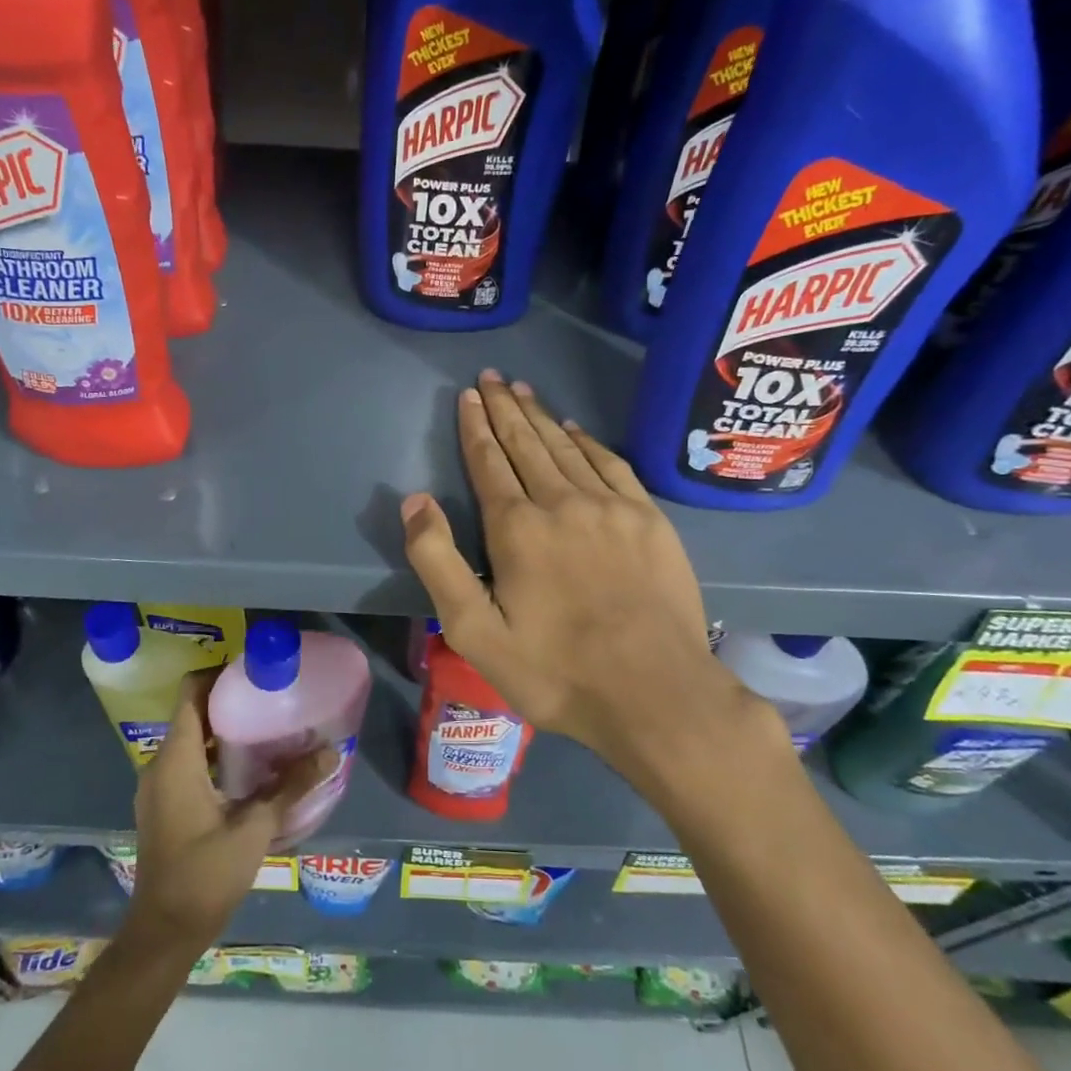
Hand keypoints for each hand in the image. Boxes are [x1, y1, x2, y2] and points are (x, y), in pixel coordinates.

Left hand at [127, 672, 334, 952]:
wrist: (164, 934)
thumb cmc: (204, 875)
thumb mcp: (255, 828)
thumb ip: (292, 787)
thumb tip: (331, 752)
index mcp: (176, 759)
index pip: (190, 693)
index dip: (219, 674)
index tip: (255, 670)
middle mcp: (160, 765)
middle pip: (192, 713)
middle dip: (229, 700)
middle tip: (271, 695)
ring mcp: (159, 787)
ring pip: (191, 739)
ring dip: (224, 729)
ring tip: (267, 725)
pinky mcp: (164, 806)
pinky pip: (188, 762)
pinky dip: (215, 754)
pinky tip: (249, 767)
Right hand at [401, 370, 780, 778]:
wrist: (656, 693)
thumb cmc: (556, 670)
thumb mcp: (474, 632)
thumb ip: (438, 562)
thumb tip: (414, 500)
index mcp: (517, 527)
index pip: (489, 461)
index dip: (476, 426)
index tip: (468, 395)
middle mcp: (562, 502)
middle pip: (527, 442)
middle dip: (505, 407)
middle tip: (492, 377)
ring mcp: (612, 507)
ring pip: (567, 446)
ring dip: (541, 416)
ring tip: (524, 390)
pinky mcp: (649, 519)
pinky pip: (611, 464)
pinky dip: (588, 441)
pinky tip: (576, 429)